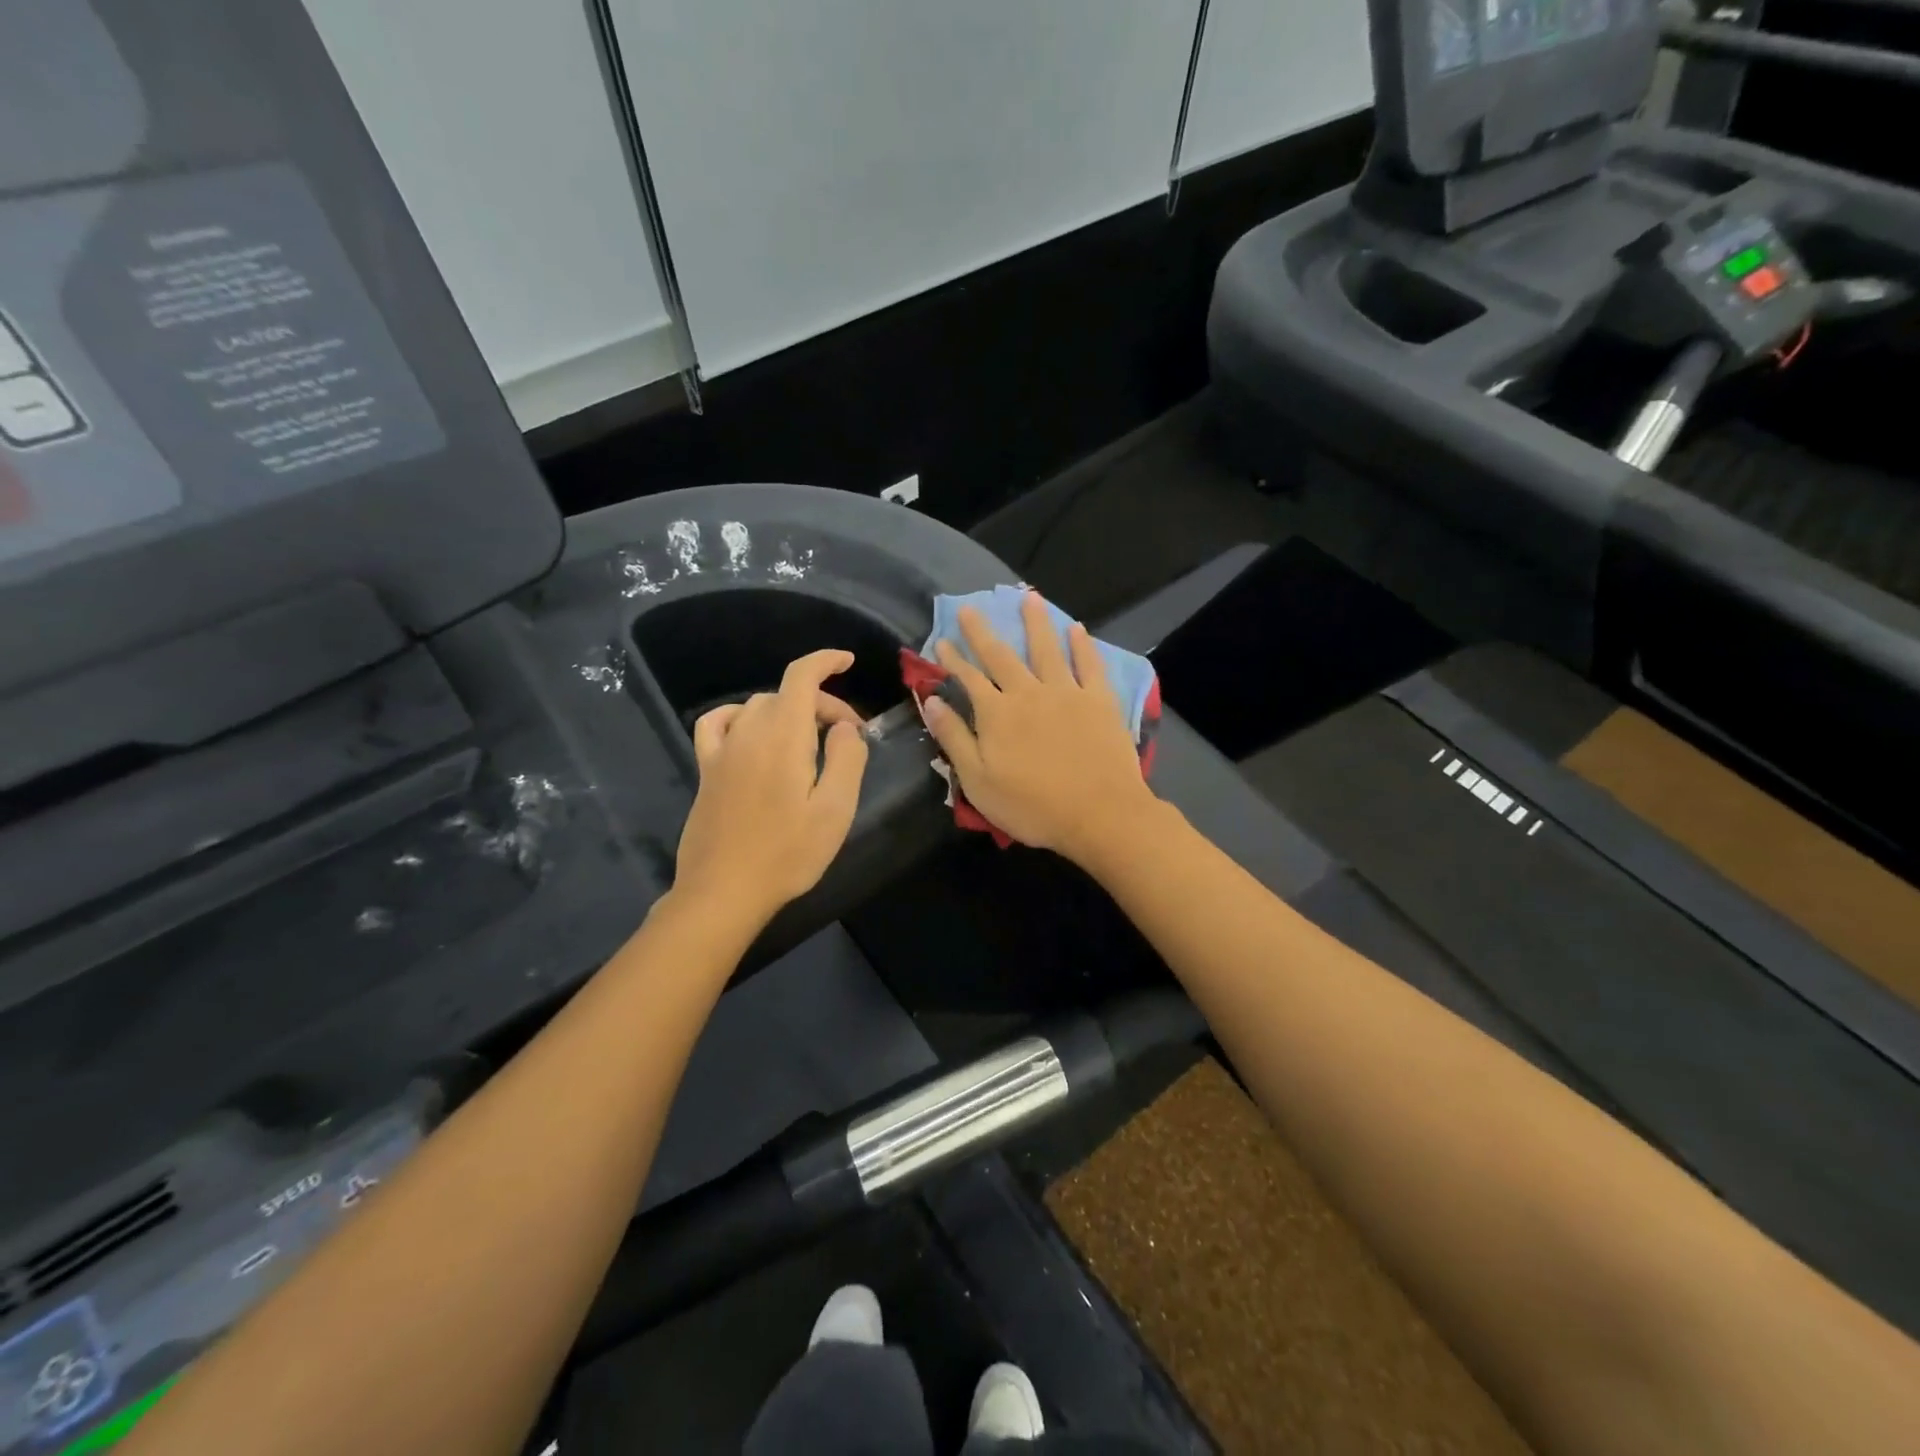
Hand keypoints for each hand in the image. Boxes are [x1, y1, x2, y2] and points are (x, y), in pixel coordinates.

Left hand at [674, 650, 870, 925]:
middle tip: (848, 739)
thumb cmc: (787, 853)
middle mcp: (748, 732)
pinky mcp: (706, 770)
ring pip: (758, 707)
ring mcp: (722, 750)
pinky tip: (749, 731)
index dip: (825, 661)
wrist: (724, 891)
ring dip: (788, 712)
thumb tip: (844, 729)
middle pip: (787, 696)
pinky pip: (718, 723)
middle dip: (822, 705)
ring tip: (809, 740)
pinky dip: (739, 716)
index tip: (847, 661)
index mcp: (783, 737)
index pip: (801, 677)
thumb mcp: (835, 810)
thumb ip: (846, 760)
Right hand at [923, 591, 1159, 862]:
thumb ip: (954, 738)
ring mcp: (1067, 693)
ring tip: (1030, 598)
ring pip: (1047, 649)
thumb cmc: (1033, 806)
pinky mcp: (1100, 701)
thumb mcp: (979, 781)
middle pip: (1001, 656)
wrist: (1100, 814)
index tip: (941, 640)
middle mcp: (1029, 693)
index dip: (952, 660)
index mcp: (997, 714)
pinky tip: (1077, 629)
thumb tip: (930, 701)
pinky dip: (1082, 646)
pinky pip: (1089, 665)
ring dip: (1036, 623)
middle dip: (982, 632)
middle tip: (970, 607)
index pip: (968, 679)